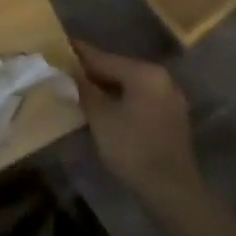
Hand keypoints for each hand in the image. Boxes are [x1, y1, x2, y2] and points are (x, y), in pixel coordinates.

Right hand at [73, 41, 201, 207]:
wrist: (171, 190)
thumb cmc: (132, 149)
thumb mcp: (101, 118)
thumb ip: (85, 90)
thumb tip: (71, 72)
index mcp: (144, 73)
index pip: (105, 58)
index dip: (82, 54)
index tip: (62, 45)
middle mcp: (161, 78)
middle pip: (120, 69)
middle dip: (95, 71)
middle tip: (69, 70)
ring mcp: (170, 97)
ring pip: (132, 85)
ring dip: (109, 86)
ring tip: (84, 88)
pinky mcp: (173, 116)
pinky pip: (142, 98)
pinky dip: (124, 99)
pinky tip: (108, 107)